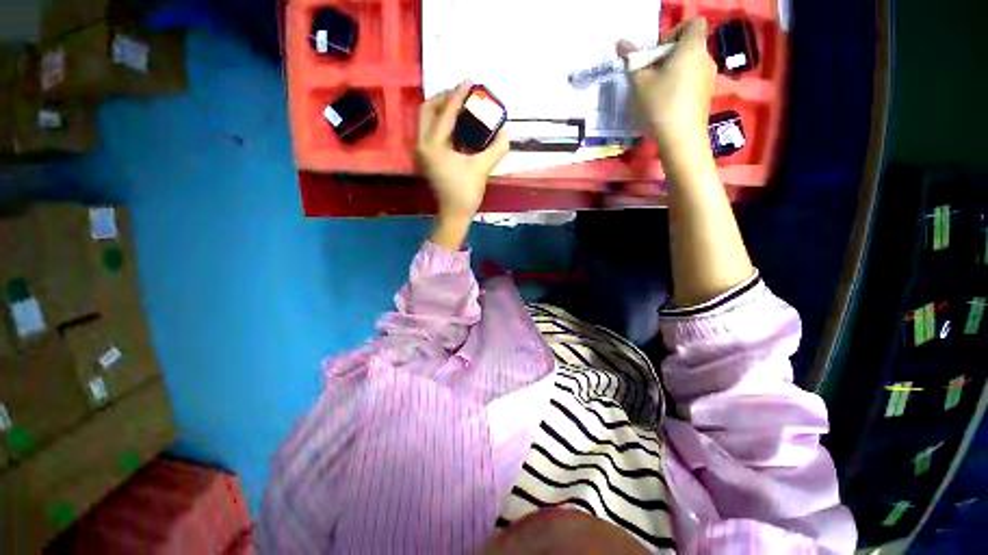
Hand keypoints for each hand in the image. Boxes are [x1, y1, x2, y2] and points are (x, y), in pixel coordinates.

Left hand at [416, 81, 509, 221]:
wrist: (454, 214)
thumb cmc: (465, 193)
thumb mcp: (482, 169)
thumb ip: (496, 148)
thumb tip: (506, 131)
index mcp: (433, 145)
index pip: (445, 113)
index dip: (459, 95)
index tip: (470, 81)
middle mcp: (422, 144)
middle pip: (427, 109)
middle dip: (444, 98)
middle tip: (462, 93)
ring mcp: (422, 151)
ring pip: (426, 120)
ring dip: (442, 109)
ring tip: (461, 104)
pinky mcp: (426, 157)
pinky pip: (430, 130)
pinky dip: (442, 122)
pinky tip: (457, 123)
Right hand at [618, 18, 715, 160]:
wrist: (681, 138)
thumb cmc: (660, 105)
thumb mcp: (639, 83)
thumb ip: (631, 61)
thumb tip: (621, 42)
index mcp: (692, 47)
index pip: (692, 23)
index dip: (674, 32)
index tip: (657, 52)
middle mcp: (706, 58)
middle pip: (689, 46)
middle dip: (669, 56)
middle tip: (651, 75)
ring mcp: (709, 79)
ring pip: (690, 65)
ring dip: (673, 73)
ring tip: (656, 92)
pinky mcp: (707, 96)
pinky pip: (693, 82)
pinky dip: (680, 86)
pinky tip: (666, 105)